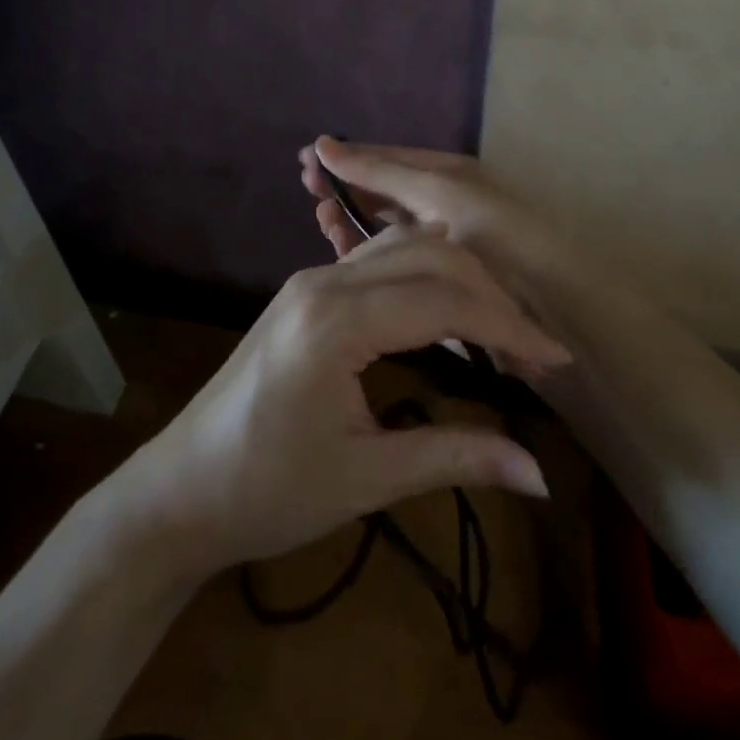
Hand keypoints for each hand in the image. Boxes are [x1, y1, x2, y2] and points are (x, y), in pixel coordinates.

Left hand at [105, 229, 569, 582]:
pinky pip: (377, 262)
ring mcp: (310, 279)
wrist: (181, 489)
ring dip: (457, 278)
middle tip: (533, 349)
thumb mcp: (366, 479)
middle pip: (427, 256)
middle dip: (488, 294)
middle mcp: (323, 280)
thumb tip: (540, 476)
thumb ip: (455, 458)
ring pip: (402, 248)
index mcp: (335, 319)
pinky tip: (447, 310)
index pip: (443, 300)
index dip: (507, 326)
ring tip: (500, 328)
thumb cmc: (267, 490)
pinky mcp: (305, 291)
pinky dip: (424, 277)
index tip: (557, 360)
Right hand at [298, 136, 585, 324]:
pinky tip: (342, 246)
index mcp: (445, 176)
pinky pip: (389, 258)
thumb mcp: (439, 193)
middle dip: (345, 184)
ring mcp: (434, 244)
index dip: (349, 156)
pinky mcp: (433, 281)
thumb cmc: (502, 237)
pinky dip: (365, 251)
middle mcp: (437, 204)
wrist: (559, 309)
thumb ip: (381, 172)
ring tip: (320, 213)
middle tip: (305, 184)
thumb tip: (324, 143)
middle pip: (380, 189)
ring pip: (380, 224)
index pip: (387, 158)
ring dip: (350, 217)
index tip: (307, 158)